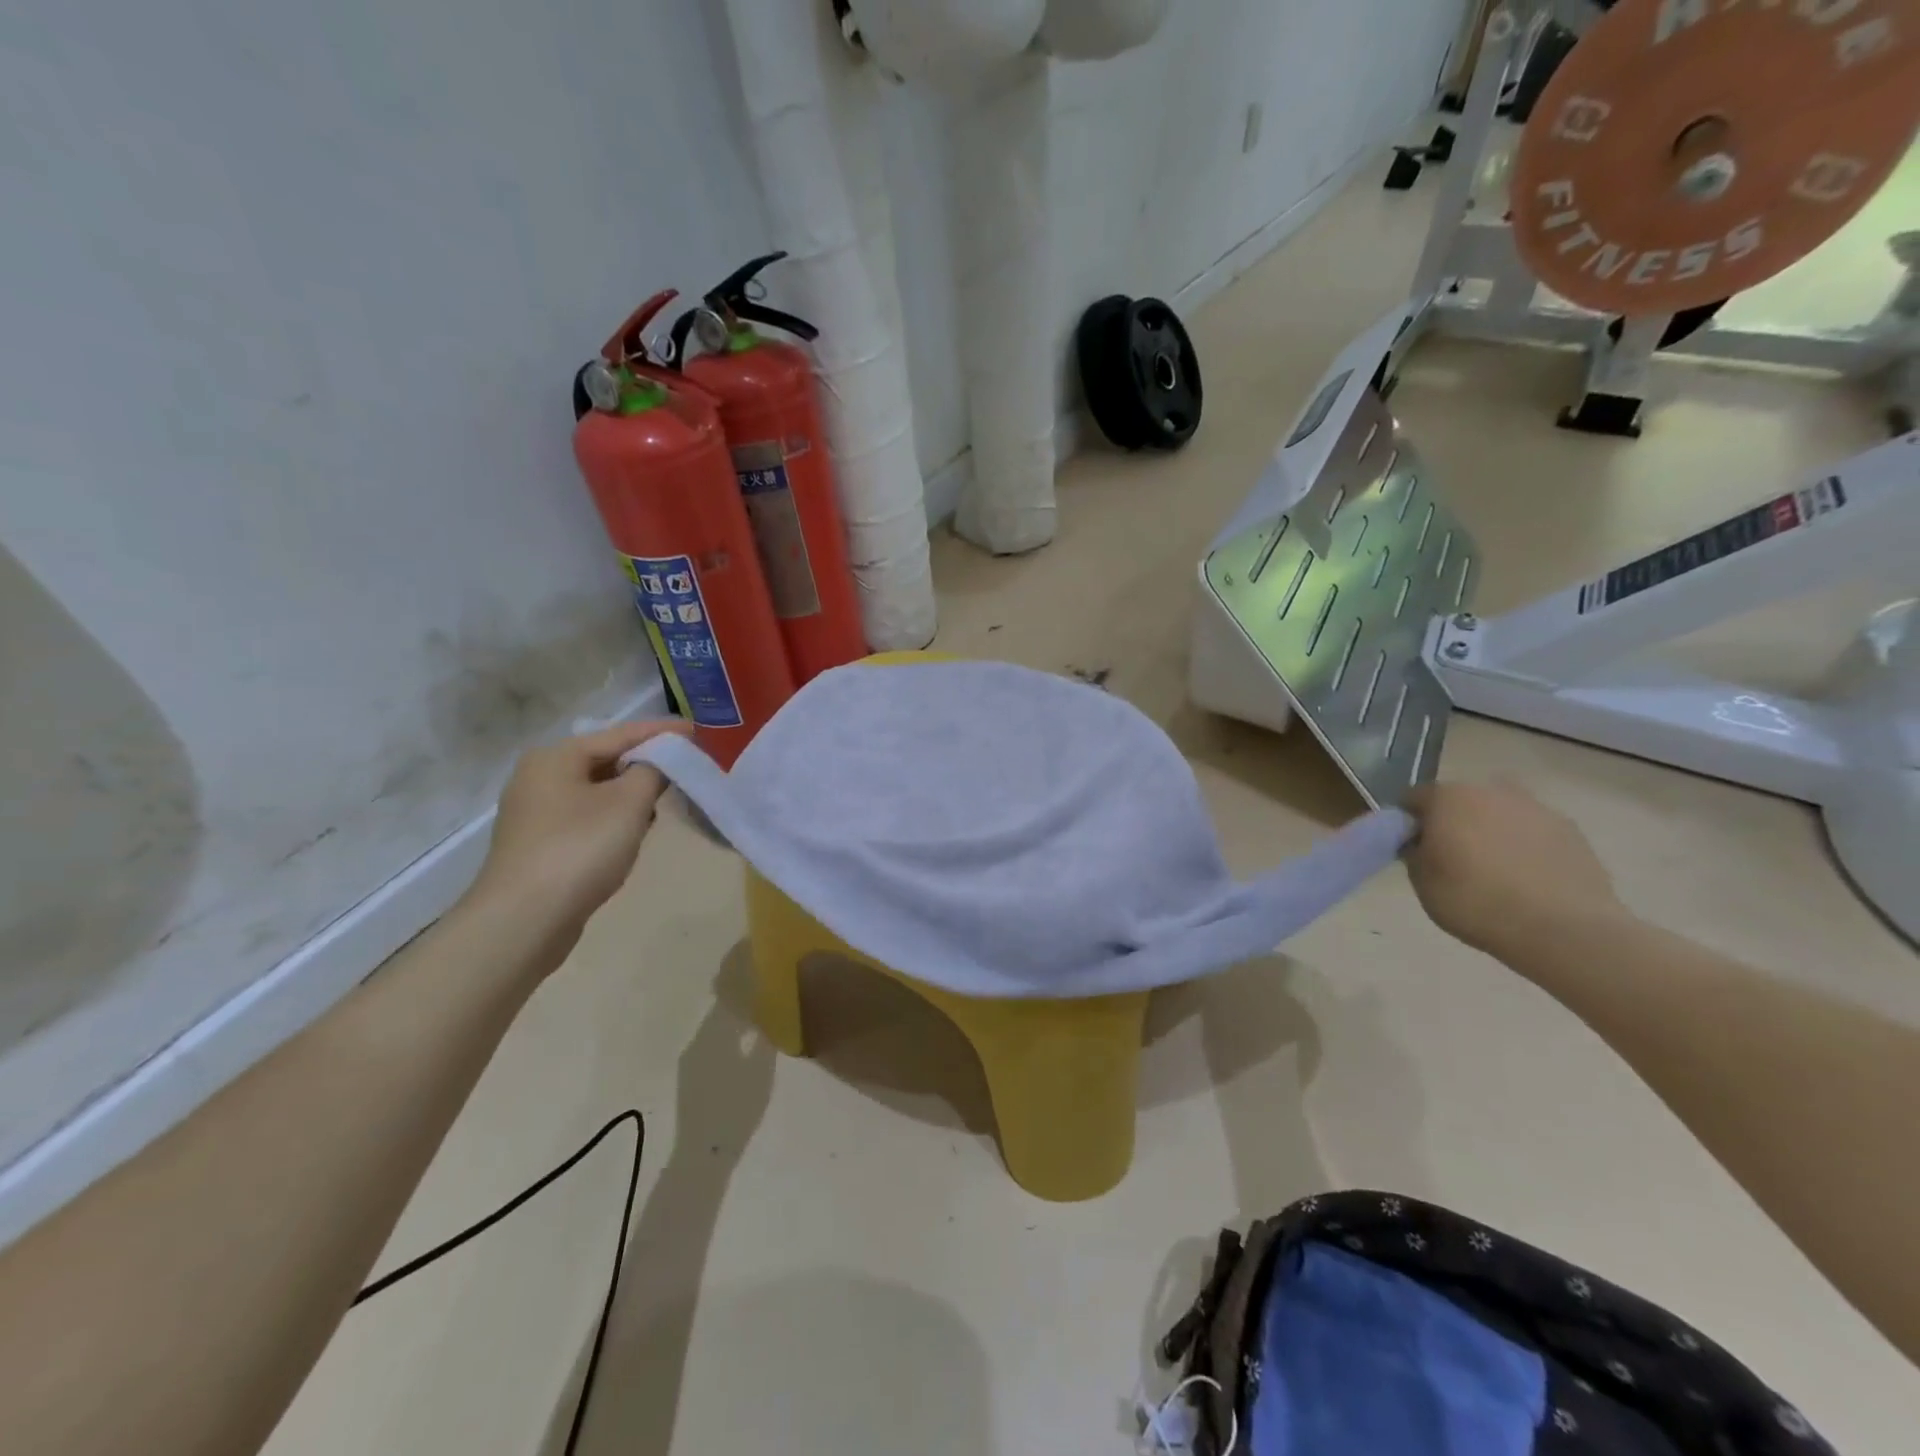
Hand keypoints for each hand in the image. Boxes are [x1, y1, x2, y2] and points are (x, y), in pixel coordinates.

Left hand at [467, 721, 689, 951]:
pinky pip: (586, 817)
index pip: (621, 733)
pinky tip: (632, 835)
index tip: (700, 731)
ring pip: (597, 791)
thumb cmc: (580, 849)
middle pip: (606, 760)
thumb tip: (662, 760)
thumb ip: (653, 771)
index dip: (664, 732)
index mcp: (556, 757)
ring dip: (631, 795)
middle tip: (685, 770)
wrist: (524, 920)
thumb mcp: (629, 803)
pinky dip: (613, 819)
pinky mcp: (538, 844)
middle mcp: (539, 776)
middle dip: (647, 765)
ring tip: (663, 805)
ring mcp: (534, 812)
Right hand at [1403, 780, 1623, 959]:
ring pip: (1500, 813)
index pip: (1414, 798)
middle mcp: (1491, 790)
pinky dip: (1525, 846)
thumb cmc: (1476, 901)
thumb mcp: (1422, 882)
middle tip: (1453, 858)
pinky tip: (1528, 878)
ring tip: (1495, 870)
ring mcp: (1536, 808)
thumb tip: (1422, 843)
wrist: (1563, 929)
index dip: (1409, 823)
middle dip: (1453, 822)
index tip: (1413, 848)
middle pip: (1461, 800)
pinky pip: (1533, 831)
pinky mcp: (1571, 830)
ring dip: (1492, 831)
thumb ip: (1416, 853)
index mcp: (1448, 798)